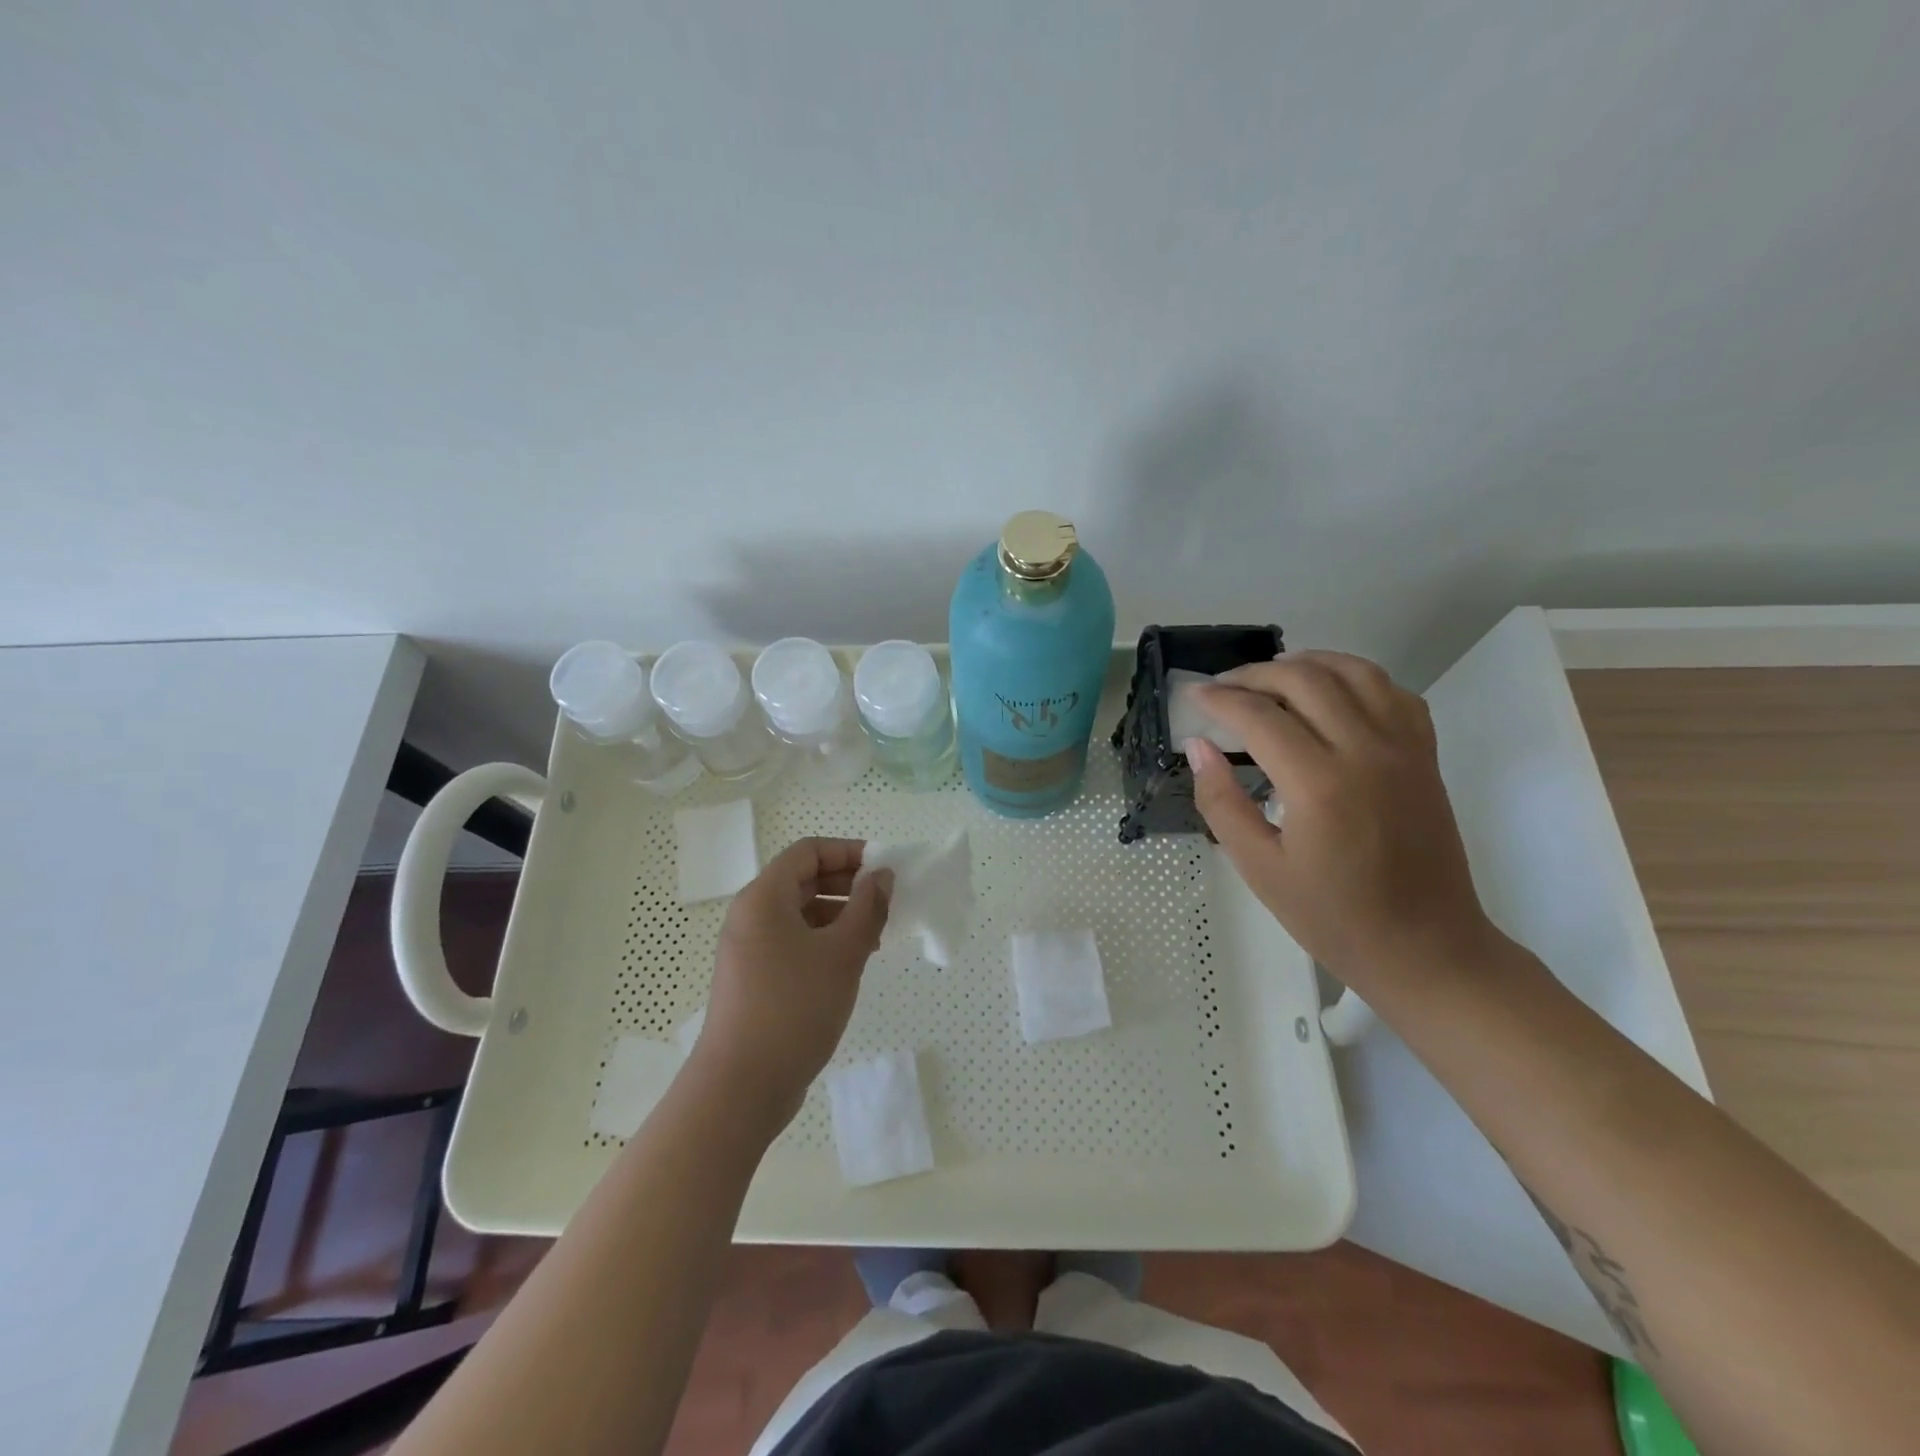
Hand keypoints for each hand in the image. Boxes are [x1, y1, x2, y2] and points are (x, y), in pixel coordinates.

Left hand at [689, 838, 891, 1134]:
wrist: (741, 1087)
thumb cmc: (794, 1008)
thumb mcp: (842, 954)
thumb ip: (868, 908)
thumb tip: (881, 876)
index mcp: (764, 898)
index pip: (808, 851)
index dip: (848, 852)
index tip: (884, 869)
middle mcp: (751, 915)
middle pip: (803, 880)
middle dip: (848, 884)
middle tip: (886, 902)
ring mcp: (749, 949)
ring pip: (800, 914)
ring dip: (840, 915)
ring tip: (876, 936)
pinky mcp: (754, 979)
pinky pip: (793, 942)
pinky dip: (824, 942)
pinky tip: (852, 963)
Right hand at [1188, 651, 1495, 989]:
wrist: (1425, 947)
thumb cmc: (1333, 917)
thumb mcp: (1259, 868)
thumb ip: (1222, 802)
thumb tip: (1198, 747)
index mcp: (1319, 784)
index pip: (1260, 716)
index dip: (1220, 699)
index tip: (1193, 695)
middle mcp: (1365, 751)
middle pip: (1305, 680)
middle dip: (1255, 674)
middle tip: (1223, 687)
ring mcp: (1403, 749)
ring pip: (1355, 672)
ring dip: (1308, 663)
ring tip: (1272, 676)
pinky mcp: (1425, 756)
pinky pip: (1393, 694)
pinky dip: (1357, 679)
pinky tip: (1332, 694)